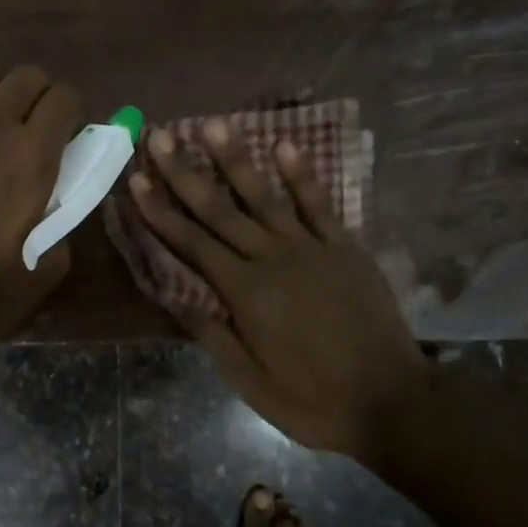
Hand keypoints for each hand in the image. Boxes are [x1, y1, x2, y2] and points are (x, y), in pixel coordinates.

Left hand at [0, 39, 83, 363]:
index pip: (65, 99)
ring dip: (5, 86)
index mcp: (31, 161)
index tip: (73, 136)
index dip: (75, 111)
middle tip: (42, 126)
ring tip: (7, 107)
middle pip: (27, 78)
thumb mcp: (43, 273)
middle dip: (44, 94)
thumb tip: (61, 199)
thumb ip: (63, 225)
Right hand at [126, 119, 426, 463]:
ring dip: (236, 159)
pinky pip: (320, 204)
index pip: (191, 243)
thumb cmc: (312, 400)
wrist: (390, 401)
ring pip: (265, 196)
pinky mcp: (345, 247)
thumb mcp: (250, 382)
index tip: (137, 179)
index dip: (161, 211)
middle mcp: (272, 259)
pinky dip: (302, 175)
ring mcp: (312, 248)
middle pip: (220, 210)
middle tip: (161, 136)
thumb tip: (174, 295)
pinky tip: (285, 144)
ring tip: (213, 125)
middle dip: (185, 173)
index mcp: (244, 292)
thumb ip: (212, 334)